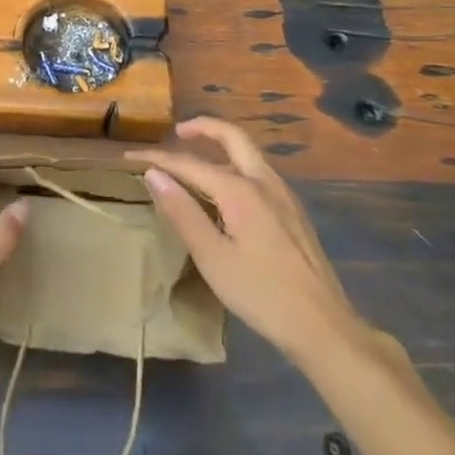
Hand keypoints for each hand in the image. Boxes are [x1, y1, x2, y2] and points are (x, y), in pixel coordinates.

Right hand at [133, 117, 388, 365]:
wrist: (324, 326)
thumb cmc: (262, 294)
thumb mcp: (213, 258)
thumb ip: (183, 212)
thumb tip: (154, 174)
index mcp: (239, 189)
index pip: (190, 163)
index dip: (158, 159)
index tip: (130, 158)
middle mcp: (263, 180)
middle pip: (231, 136)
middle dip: (202, 128)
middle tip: (177, 133)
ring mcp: (282, 193)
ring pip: (247, 152)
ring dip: (220, 145)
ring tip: (196, 157)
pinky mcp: (292, 210)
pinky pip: (257, 171)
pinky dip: (235, 164)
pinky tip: (227, 189)